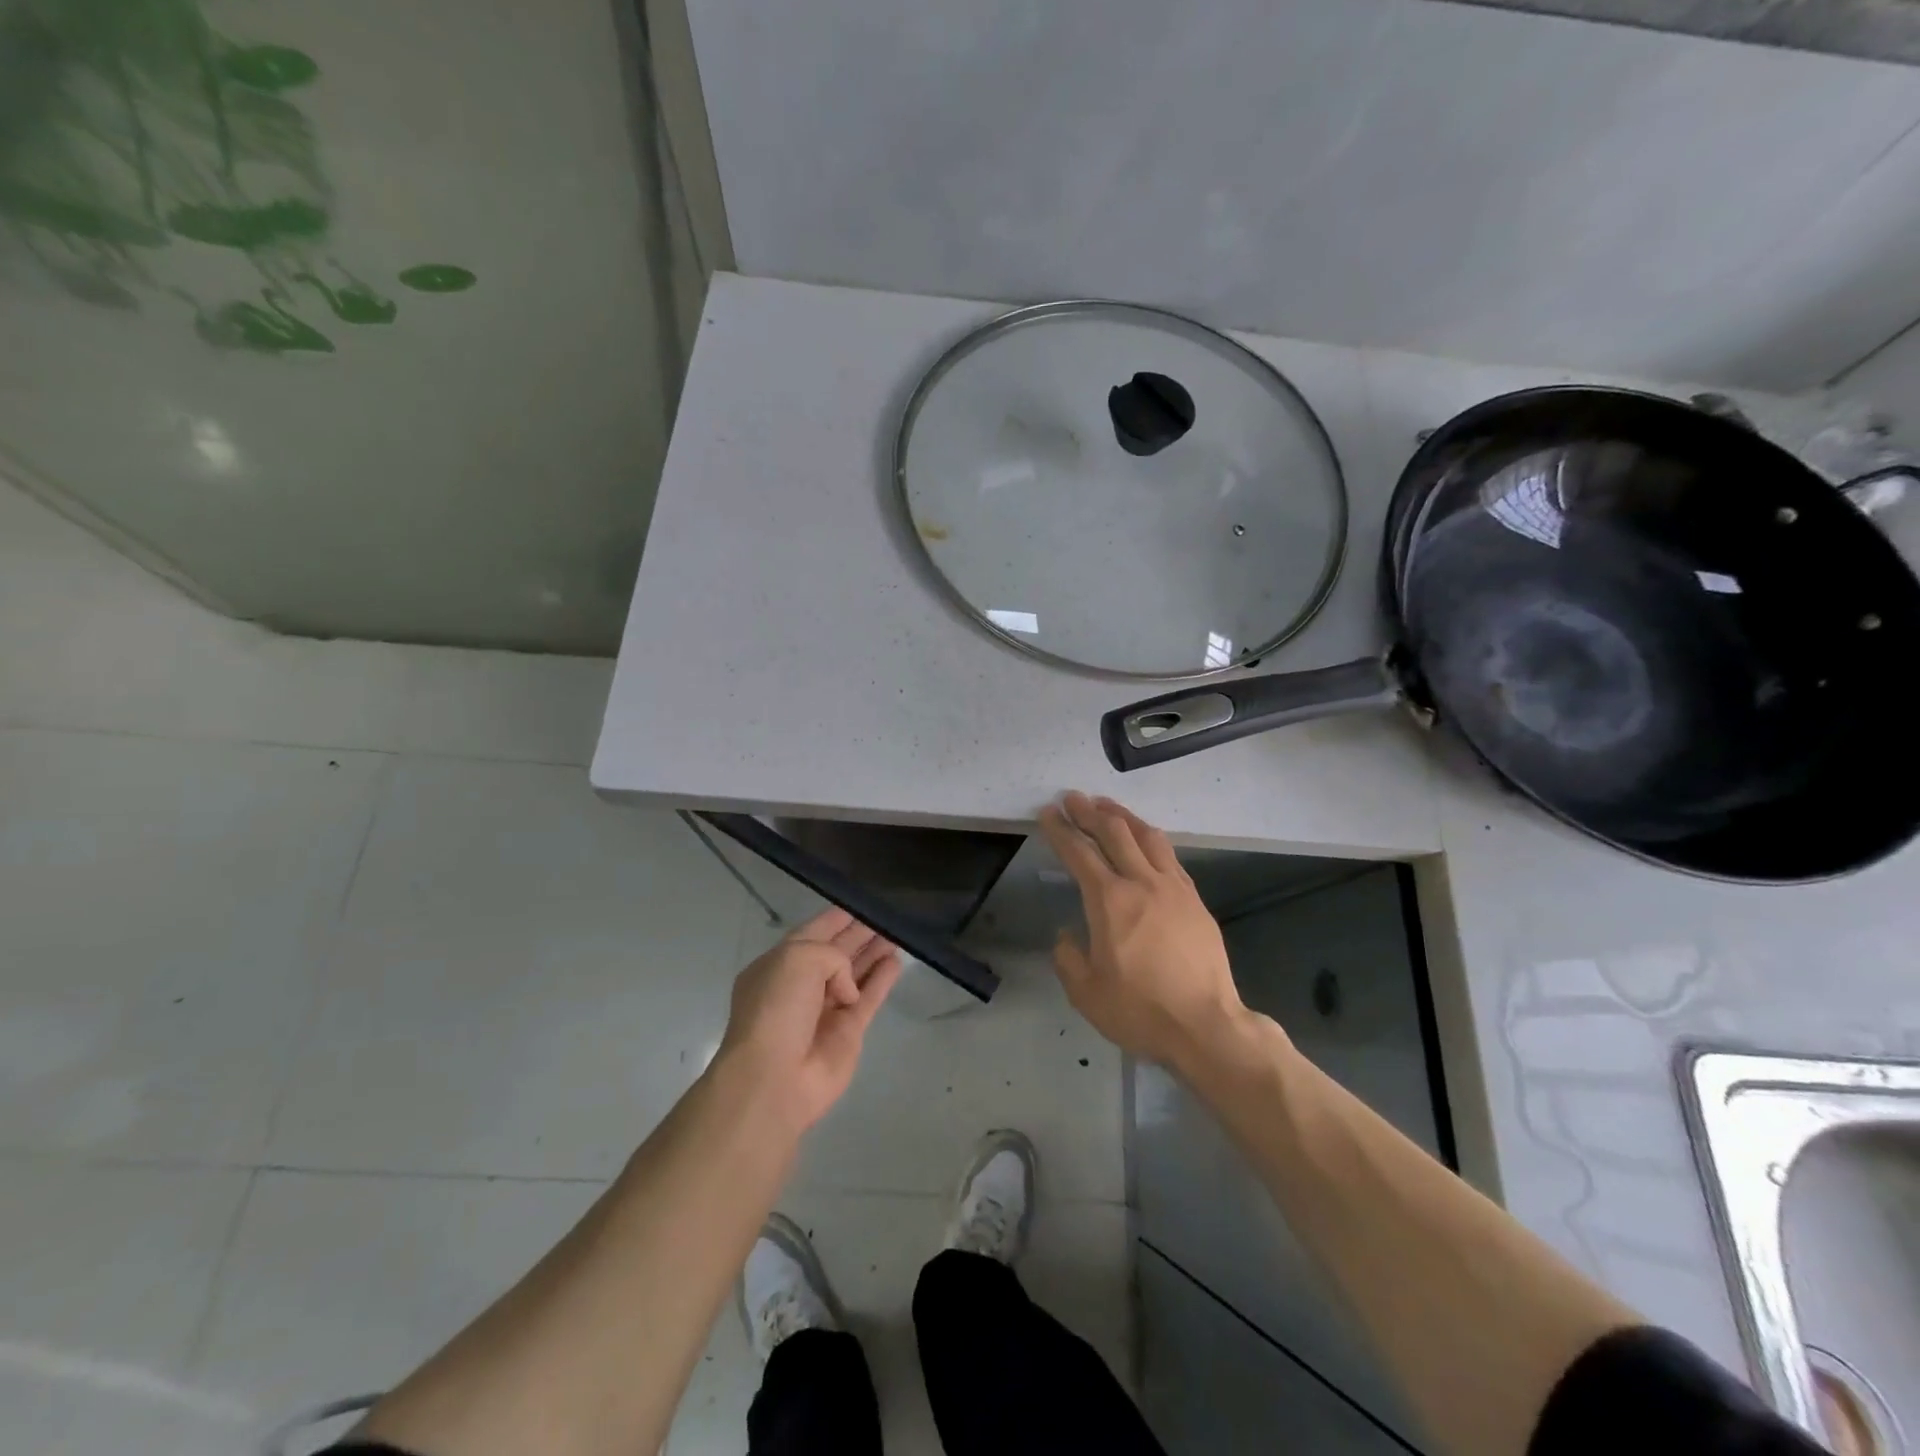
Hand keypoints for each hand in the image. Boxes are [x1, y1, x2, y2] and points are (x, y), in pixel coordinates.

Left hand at [714, 908, 901, 1130]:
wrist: (774, 1078)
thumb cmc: (777, 1008)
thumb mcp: (798, 958)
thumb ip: (832, 955)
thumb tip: (849, 987)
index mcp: (779, 964)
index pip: (812, 933)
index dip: (835, 919)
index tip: (860, 904)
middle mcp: (801, 985)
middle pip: (836, 952)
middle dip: (858, 934)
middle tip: (885, 917)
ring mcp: (826, 1010)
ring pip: (855, 973)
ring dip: (873, 953)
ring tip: (896, 934)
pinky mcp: (848, 1032)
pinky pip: (869, 998)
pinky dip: (882, 980)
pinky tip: (896, 962)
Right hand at [1039, 792, 1252, 1070]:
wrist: (1206, 1026)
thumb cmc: (1140, 1011)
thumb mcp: (1086, 993)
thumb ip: (1068, 958)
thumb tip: (1067, 936)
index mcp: (1109, 901)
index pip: (1079, 853)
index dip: (1061, 830)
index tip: (1049, 812)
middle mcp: (1141, 883)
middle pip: (1113, 833)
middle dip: (1089, 811)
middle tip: (1073, 798)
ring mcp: (1173, 888)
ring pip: (1147, 836)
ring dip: (1123, 816)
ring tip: (1107, 806)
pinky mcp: (1195, 900)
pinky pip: (1169, 856)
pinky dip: (1151, 839)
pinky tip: (1146, 840)